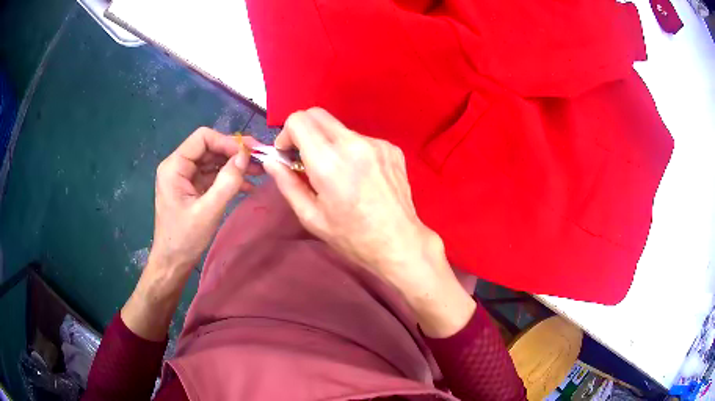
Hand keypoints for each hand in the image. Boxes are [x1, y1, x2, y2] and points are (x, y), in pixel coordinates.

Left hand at [150, 127, 257, 273]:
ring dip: (235, 166)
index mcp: (175, 166)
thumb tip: (245, 156)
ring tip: (260, 172)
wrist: (173, 263)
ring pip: (214, 161)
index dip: (227, 141)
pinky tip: (248, 186)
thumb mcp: (208, 211)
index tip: (249, 153)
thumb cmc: (185, 238)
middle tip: (261, 159)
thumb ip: (227, 182)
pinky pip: (213, 176)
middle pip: (210, 148)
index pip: (203, 138)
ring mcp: (186, 177)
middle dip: (235, 153)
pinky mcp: (193, 188)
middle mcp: (179, 166)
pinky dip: (230, 179)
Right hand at [263, 108, 474, 336]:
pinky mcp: (391, 148)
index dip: (286, 134)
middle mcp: (354, 143)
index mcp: (329, 161)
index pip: (299, 120)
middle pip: (318, 114)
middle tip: (304, 158)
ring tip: (337, 174)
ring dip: (328, 143)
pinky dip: (351, 151)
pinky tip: (359, 176)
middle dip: (303, 131)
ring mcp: (376, 143)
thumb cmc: (352, 237)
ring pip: (340, 128)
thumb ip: (287, 184)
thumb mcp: (311, 217)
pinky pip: (361, 139)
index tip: (288, 154)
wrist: (400, 243)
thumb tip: (271, 161)